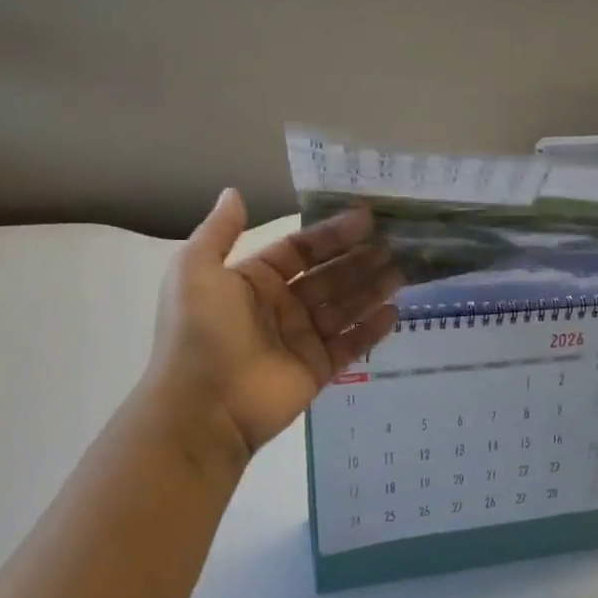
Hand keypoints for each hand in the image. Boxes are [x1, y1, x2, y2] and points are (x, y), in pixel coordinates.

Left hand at [148, 189, 401, 460]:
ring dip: (371, 289)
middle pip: (328, 277)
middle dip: (359, 260)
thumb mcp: (196, 269)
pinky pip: (350, 345)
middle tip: (393, 245)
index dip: (331, 235)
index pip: (300, 251)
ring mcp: (300, 340)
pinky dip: (371, 329)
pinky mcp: (317, 370)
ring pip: (343, 308)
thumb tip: (234, 192)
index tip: (366, 219)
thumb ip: (220, 231)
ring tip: (401, 272)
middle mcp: (280, 307)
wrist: (203, 405)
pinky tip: (394, 311)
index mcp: (253, 281)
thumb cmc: (200, 331)